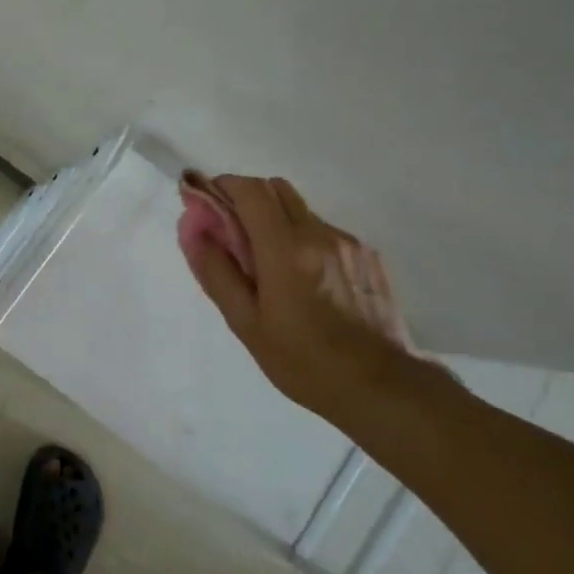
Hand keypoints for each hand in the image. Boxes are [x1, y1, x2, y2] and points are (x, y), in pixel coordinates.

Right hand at [178, 174, 436, 424]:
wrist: (382, 387)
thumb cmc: (302, 361)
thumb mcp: (245, 323)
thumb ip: (215, 270)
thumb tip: (192, 226)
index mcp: (286, 250)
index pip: (250, 190)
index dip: (222, 187)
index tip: (205, 205)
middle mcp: (319, 234)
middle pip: (275, 188)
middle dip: (246, 199)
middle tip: (231, 233)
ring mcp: (347, 241)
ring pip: (299, 209)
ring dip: (274, 220)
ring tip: (268, 265)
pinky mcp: (366, 254)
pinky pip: (322, 230)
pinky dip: (302, 239)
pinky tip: (303, 280)